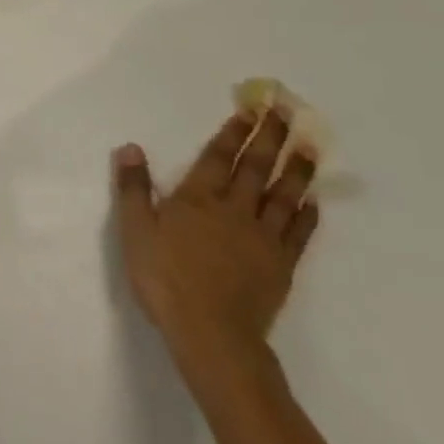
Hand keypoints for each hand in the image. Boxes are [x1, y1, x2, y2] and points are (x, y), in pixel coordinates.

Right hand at [111, 107, 320, 383]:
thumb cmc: (165, 278)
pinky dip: (307, 215)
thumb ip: (134, 188)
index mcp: (197, 198)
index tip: (251, 109)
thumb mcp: (135, 231)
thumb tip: (130, 147)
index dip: (233, 132)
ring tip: (310, 147)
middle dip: (269, 138)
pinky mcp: (280, 265)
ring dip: (297, 170)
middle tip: (285, 113)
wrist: (211, 333)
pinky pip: (298, 233)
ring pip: (283, 195)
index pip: (218, 157)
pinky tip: (313, 202)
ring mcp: (262, 237)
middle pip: (255, 167)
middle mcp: (234, 209)